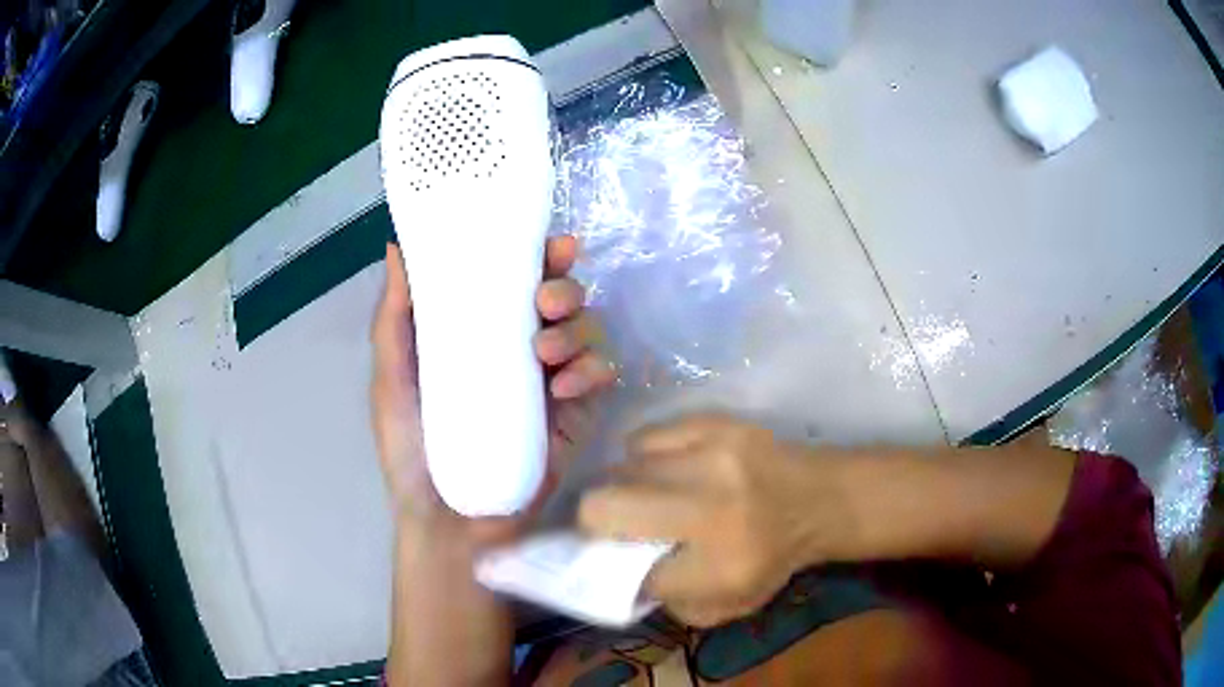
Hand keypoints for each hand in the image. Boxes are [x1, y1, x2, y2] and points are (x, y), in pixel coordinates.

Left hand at [370, 236, 614, 539]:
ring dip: (577, 330)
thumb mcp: (393, 377)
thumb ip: (395, 316)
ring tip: (546, 352)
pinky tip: (564, 391)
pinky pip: (600, 378)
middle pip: (565, 300)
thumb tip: (397, 245)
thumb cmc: (412, 448)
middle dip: (566, 289)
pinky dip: (592, 372)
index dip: (542, 256)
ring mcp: (553, 384)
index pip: (521, 281)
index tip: (552, 244)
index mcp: (484, 334)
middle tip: (545, 302)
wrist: (445, 521)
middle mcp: (523, 351)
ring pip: (589, 332)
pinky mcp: (575, 418)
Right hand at [578, 413, 846, 627]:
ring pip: (621, 469)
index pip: (628, 572)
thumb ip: (668, 600)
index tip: (608, 562)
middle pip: (603, 508)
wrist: (820, 498)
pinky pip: (645, 438)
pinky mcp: (714, 422)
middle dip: (594, 521)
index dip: (612, 569)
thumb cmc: (772, 558)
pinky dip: (645, 457)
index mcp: (721, 567)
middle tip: (612, 526)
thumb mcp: (725, 605)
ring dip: (624, 487)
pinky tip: (666, 467)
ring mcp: (713, 456)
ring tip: (648, 495)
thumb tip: (616, 573)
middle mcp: (713, 508)